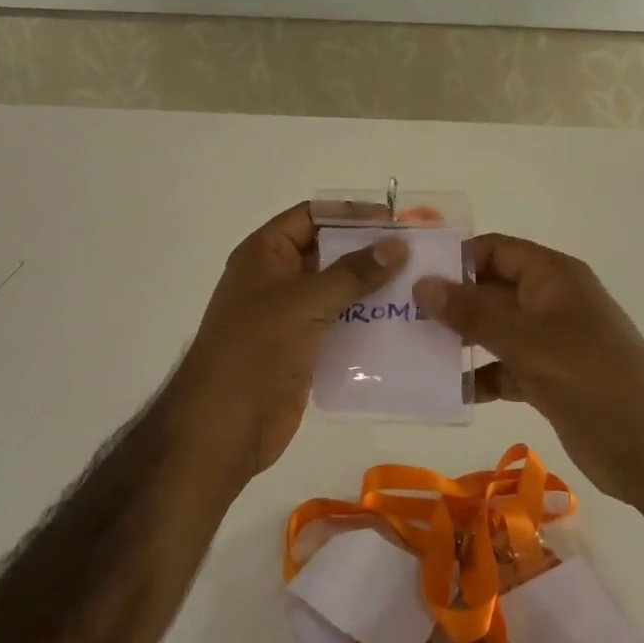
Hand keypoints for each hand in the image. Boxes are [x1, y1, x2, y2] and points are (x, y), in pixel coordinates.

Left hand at [166, 203, 407, 481]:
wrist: (224, 427)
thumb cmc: (256, 351)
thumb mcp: (304, 302)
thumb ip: (352, 273)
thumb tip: (397, 245)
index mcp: (265, 254)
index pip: (311, 217)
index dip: (351, 215)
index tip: (396, 222)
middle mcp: (277, 279)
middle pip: (328, 253)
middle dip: (370, 252)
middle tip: (418, 255)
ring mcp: (289, 316)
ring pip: (338, 291)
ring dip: (373, 290)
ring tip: (419, 289)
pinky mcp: (303, 349)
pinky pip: (340, 326)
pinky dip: (367, 324)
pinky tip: (402, 325)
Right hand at [414, 235, 643, 506]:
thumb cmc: (594, 380)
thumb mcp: (529, 342)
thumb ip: (474, 314)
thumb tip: (422, 285)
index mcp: (553, 277)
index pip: (496, 250)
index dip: (456, 258)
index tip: (411, 276)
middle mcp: (549, 302)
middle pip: (490, 289)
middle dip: (449, 301)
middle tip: (398, 315)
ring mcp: (548, 342)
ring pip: (492, 331)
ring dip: (458, 340)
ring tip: (410, 350)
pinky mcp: (546, 379)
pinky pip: (502, 368)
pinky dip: (477, 377)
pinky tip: (445, 391)